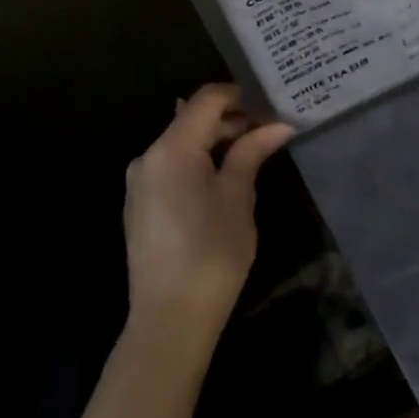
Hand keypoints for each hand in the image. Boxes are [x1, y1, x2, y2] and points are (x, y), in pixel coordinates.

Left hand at [123, 84, 293, 355]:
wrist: (168, 322)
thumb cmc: (211, 254)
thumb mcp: (239, 197)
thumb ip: (252, 152)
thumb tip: (278, 124)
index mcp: (172, 149)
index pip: (206, 99)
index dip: (239, 95)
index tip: (271, 103)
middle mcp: (149, 156)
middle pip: (192, 118)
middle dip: (231, 118)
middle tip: (270, 128)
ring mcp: (141, 181)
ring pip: (183, 141)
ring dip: (216, 139)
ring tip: (254, 149)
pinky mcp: (141, 203)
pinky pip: (172, 164)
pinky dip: (200, 159)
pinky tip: (226, 174)